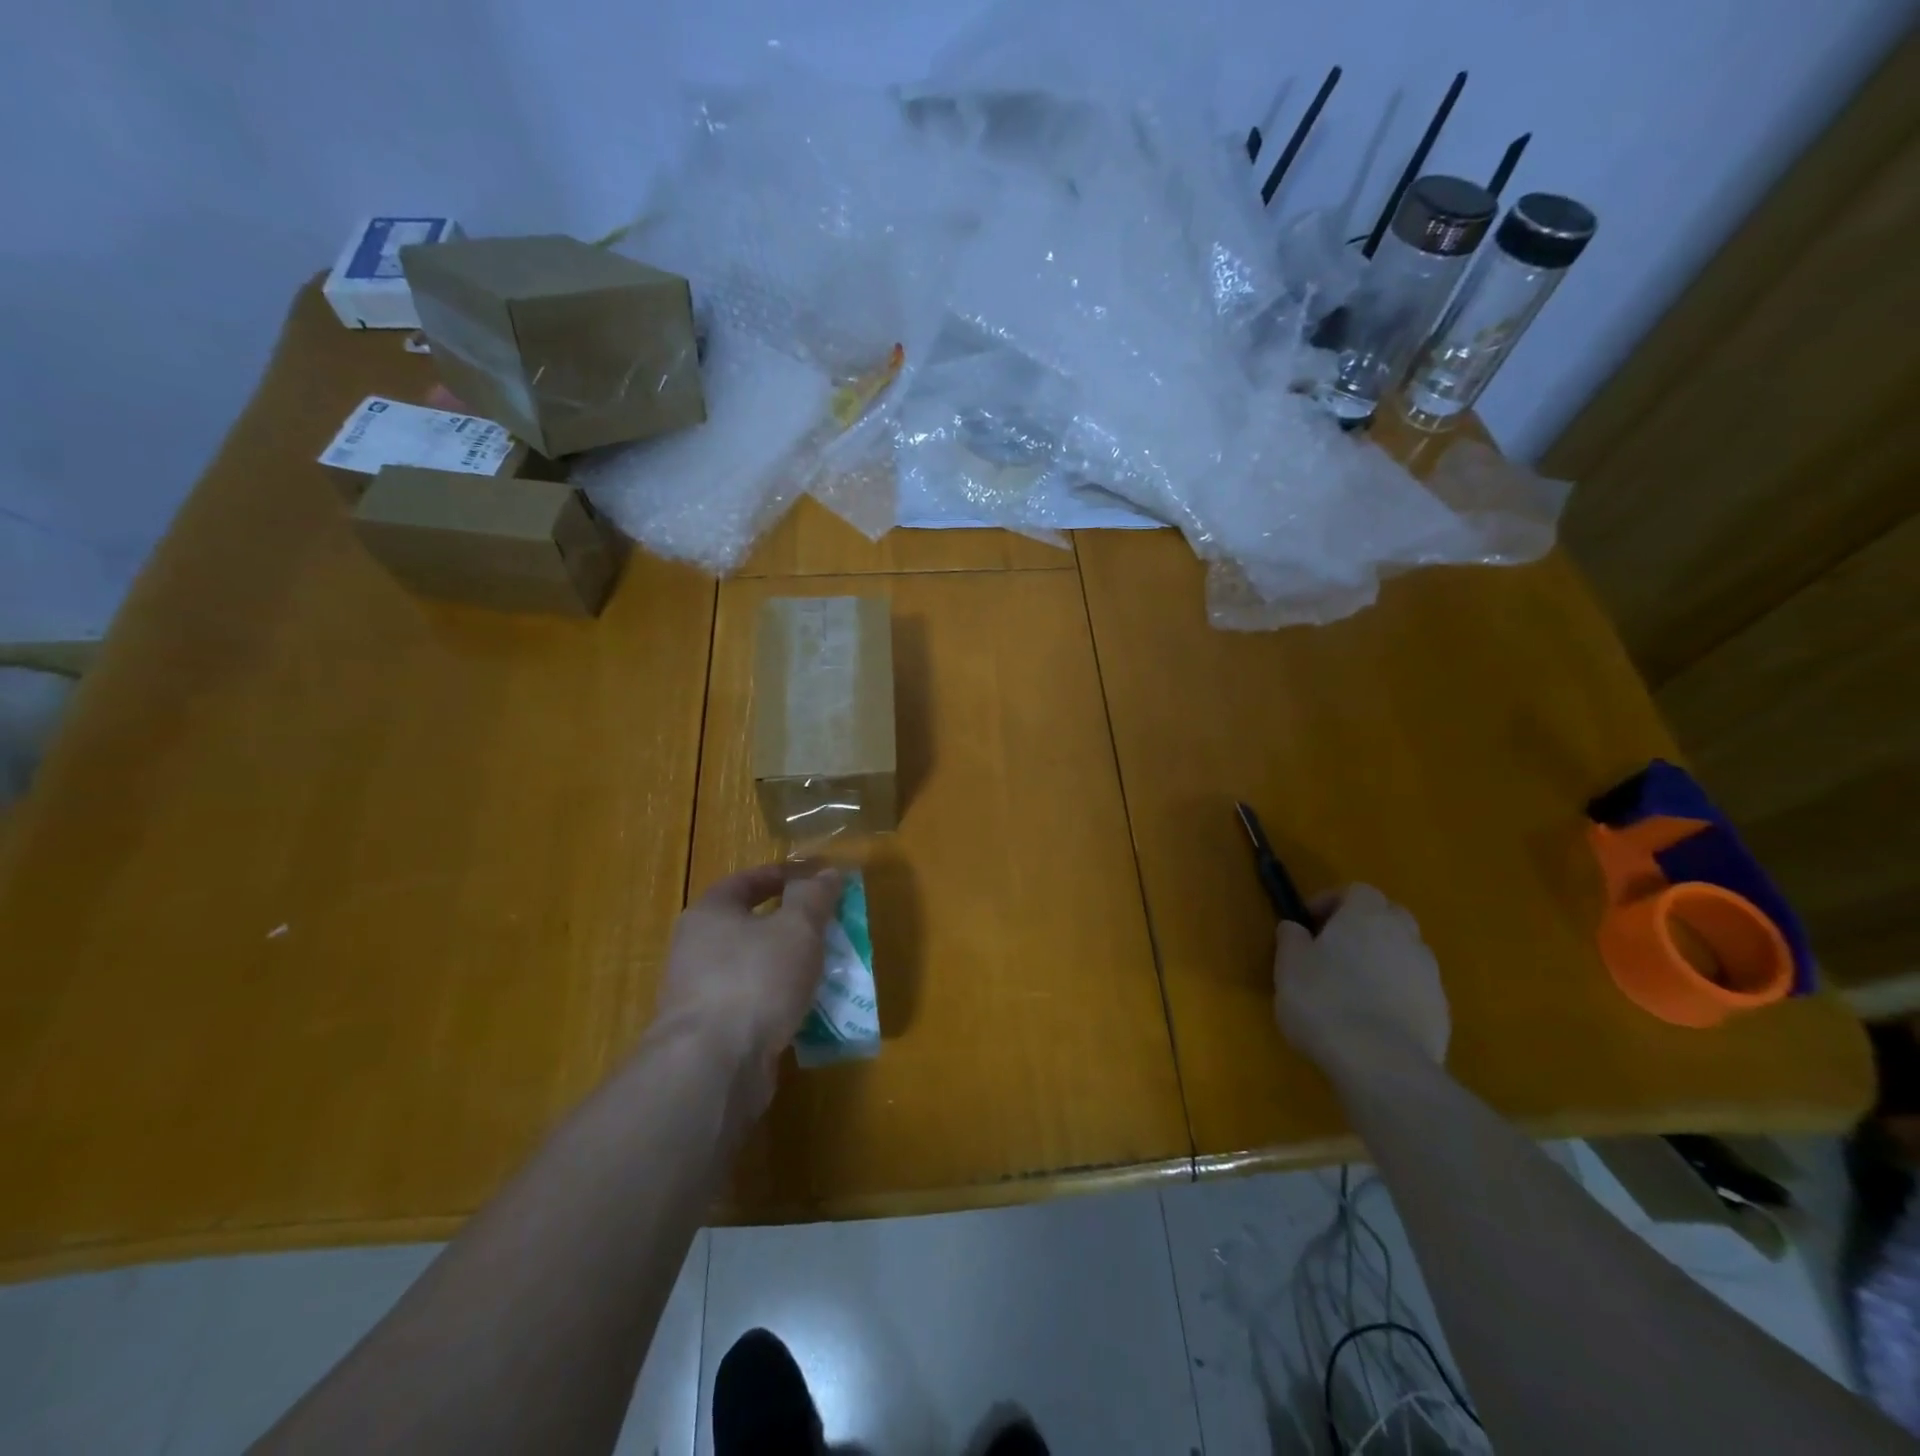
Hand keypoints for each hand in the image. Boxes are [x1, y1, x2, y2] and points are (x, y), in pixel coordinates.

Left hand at [657, 862, 843, 1109]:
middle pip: (749, 925)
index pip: (746, 881)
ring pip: (753, 968)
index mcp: (710, 913)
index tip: (815, 881)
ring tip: (825, 970)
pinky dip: (779, 1002)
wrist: (712, 1067)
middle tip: (827, 927)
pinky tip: (807, 1011)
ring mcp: (699, 994)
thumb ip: (813, 897)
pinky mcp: (710, 1033)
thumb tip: (826, 873)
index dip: (782, 876)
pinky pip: (752, 1005)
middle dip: (789, 925)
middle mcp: (696, 948)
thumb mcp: (797, 928)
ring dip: (787, 967)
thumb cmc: (755, 980)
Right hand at [1273, 883, 1450, 1080]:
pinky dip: (1396, 994)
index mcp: (1366, 916)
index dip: (1332, 902)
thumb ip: (1292, 939)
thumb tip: (1295, 927)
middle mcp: (1405, 936)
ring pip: (1405, 954)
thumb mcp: (1289, 965)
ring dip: (1382, 961)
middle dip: (1364, 927)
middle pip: (1389, 916)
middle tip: (1335, 950)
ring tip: (1354, 989)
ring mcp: (1429, 975)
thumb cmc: (1324, 1001)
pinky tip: (1373, 1020)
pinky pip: (1415, 990)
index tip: (1309, 924)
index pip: (1357, 891)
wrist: (1381, 1065)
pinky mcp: (1441, 1013)